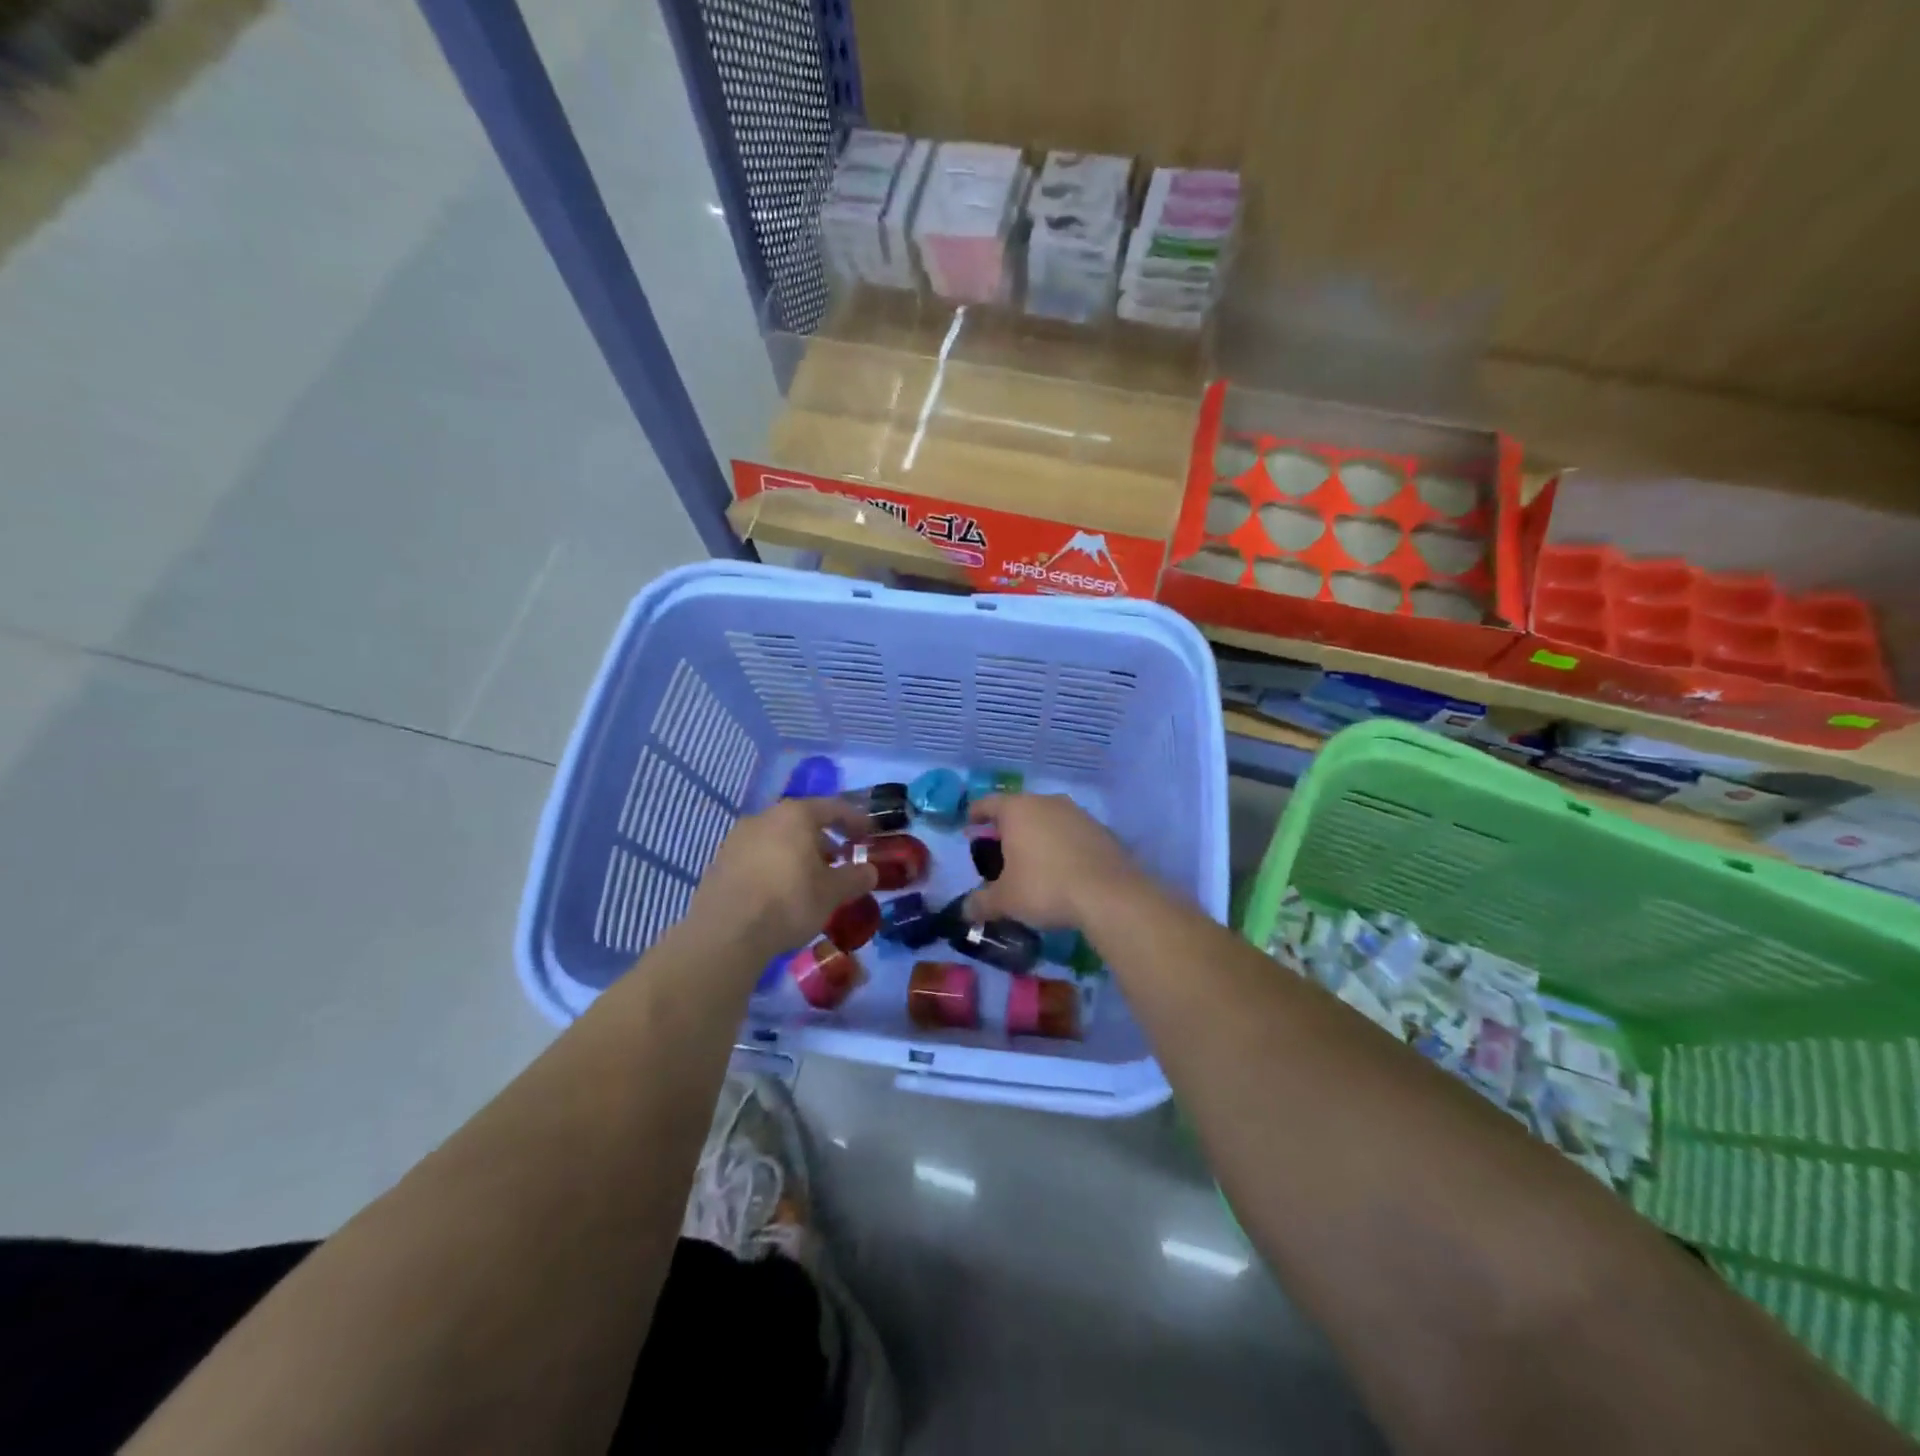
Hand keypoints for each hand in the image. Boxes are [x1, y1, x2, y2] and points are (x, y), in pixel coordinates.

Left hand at [689, 798, 878, 965]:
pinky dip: (775, 866)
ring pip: (778, 839)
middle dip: (824, 839)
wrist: (725, 933)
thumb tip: (870, 871)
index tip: (869, 833)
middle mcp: (765, 817)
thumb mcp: (833, 893)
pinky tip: (781, 890)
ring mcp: (738, 838)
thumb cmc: (788, 901)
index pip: (834, 807)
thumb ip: (855, 877)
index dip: (855, 819)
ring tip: (811, 879)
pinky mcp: (720, 862)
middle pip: (802, 821)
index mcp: (796, 815)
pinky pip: (758, 856)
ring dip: (798, 853)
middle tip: (840, 860)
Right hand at [962, 793, 1143, 928]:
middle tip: (998, 850)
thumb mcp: (1005, 901)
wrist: (1109, 895)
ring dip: (1036, 835)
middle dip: (1007, 827)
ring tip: (1030, 860)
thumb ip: (981, 903)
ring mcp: (1078, 814)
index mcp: (1017, 809)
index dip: (975, 815)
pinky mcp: (1101, 830)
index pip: (988, 803)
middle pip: (1019, 809)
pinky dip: (1061, 845)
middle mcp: (1047, 802)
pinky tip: (1061, 868)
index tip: (969, 826)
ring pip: (1047, 819)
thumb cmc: (1045, 888)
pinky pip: (1071, 833)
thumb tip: (965, 911)